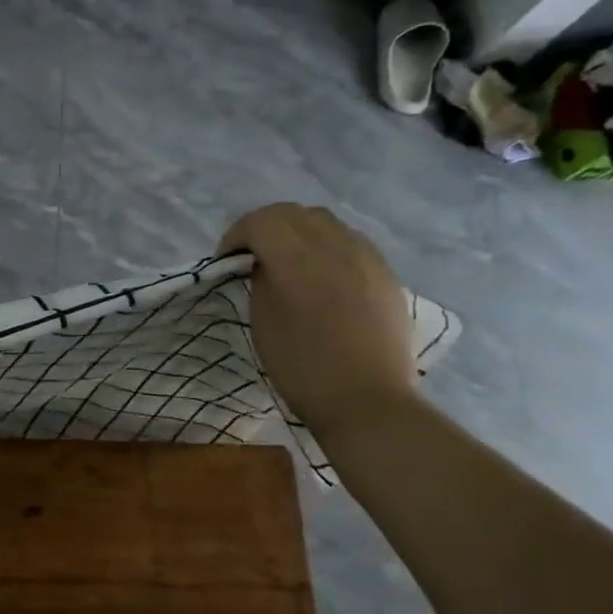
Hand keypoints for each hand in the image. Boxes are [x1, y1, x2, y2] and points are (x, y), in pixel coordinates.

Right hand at [219, 204, 417, 439]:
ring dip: (296, 231)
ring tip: (287, 260)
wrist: (368, 401)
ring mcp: (365, 256)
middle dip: (264, 227)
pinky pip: (348, 239)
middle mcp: (334, 247)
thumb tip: (263, 262)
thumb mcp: (263, 323)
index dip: (236, 235)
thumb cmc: (303, 369)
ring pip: (323, 220)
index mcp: (298, 262)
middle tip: (251, 255)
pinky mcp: (385, 271)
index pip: (259, 222)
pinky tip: (321, 273)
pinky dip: (325, 244)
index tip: (227, 261)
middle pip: (291, 212)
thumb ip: (261, 281)